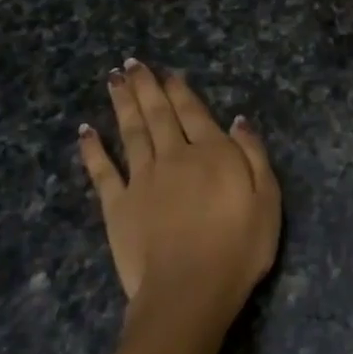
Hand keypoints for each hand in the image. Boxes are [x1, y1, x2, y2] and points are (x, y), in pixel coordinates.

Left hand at [78, 61, 280, 348]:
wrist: (190, 289)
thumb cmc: (239, 248)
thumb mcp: (267, 200)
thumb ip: (253, 156)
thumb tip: (238, 121)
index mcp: (211, 153)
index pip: (194, 113)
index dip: (180, 90)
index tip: (168, 72)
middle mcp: (173, 156)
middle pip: (158, 114)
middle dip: (145, 87)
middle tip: (131, 64)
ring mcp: (141, 179)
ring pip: (130, 132)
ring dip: (122, 104)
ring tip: (114, 80)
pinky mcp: (117, 205)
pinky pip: (102, 171)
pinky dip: (92, 149)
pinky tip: (85, 131)